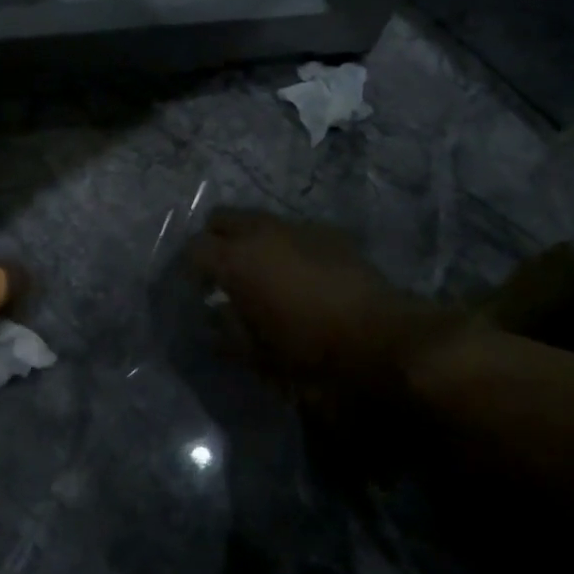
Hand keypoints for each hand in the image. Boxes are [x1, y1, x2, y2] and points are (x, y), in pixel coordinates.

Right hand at [189, 210, 455, 410]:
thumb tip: (213, 320)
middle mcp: (263, 232)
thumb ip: (227, 333)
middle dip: (215, 240)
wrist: (384, 340)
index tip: (195, 291)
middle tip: (220, 273)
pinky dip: (284, 245)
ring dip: (250, 240)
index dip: (189, 269)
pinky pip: (293, 231)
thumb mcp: (258, 355)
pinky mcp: (331, 233)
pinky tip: (296, 274)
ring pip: (259, 220)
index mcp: (237, 259)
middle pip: (222, 218)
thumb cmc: (311, 353)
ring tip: (259, 273)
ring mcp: (299, 227)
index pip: (194, 248)